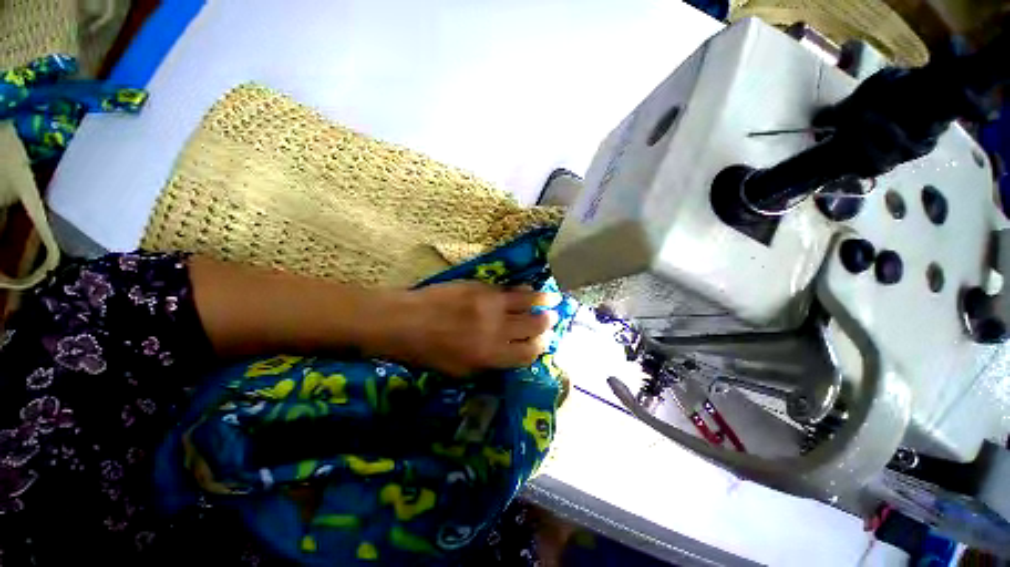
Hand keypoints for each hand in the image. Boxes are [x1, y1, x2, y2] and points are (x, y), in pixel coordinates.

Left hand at [373, 282, 559, 376]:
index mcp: (490, 355)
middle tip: (552, 320)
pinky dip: (523, 291)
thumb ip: (488, 364)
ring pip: (527, 303)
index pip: (528, 353)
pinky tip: (529, 290)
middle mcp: (496, 329)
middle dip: (546, 324)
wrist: (405, 320)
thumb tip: (509, 355)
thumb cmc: (428, 353)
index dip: (539, 348)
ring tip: (555, 299)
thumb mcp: (458, 371)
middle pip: (533, 326)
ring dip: (544, 302)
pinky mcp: (482, 287)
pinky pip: (509, 289)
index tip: (543, 343)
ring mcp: (490, 305)